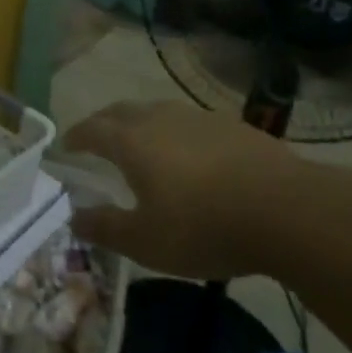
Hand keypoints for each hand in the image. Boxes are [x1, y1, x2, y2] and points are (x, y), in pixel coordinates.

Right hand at [63, 100, 309, 279]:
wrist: (286, 210)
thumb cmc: (203, 227)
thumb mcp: (145, 241)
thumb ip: (105, 228)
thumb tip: (74, 217)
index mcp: (131, 142)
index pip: (92, 130)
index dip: (75, 137)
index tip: (66, 147)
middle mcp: (159, 118)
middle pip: (120, 111)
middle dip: (102, 122)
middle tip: (95, 138)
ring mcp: (197, 117)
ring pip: (156, 111)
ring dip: (139, 123)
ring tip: (140, 143)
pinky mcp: (231, 125)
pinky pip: (188, 122)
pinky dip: (174, 132)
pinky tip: (188, 154)